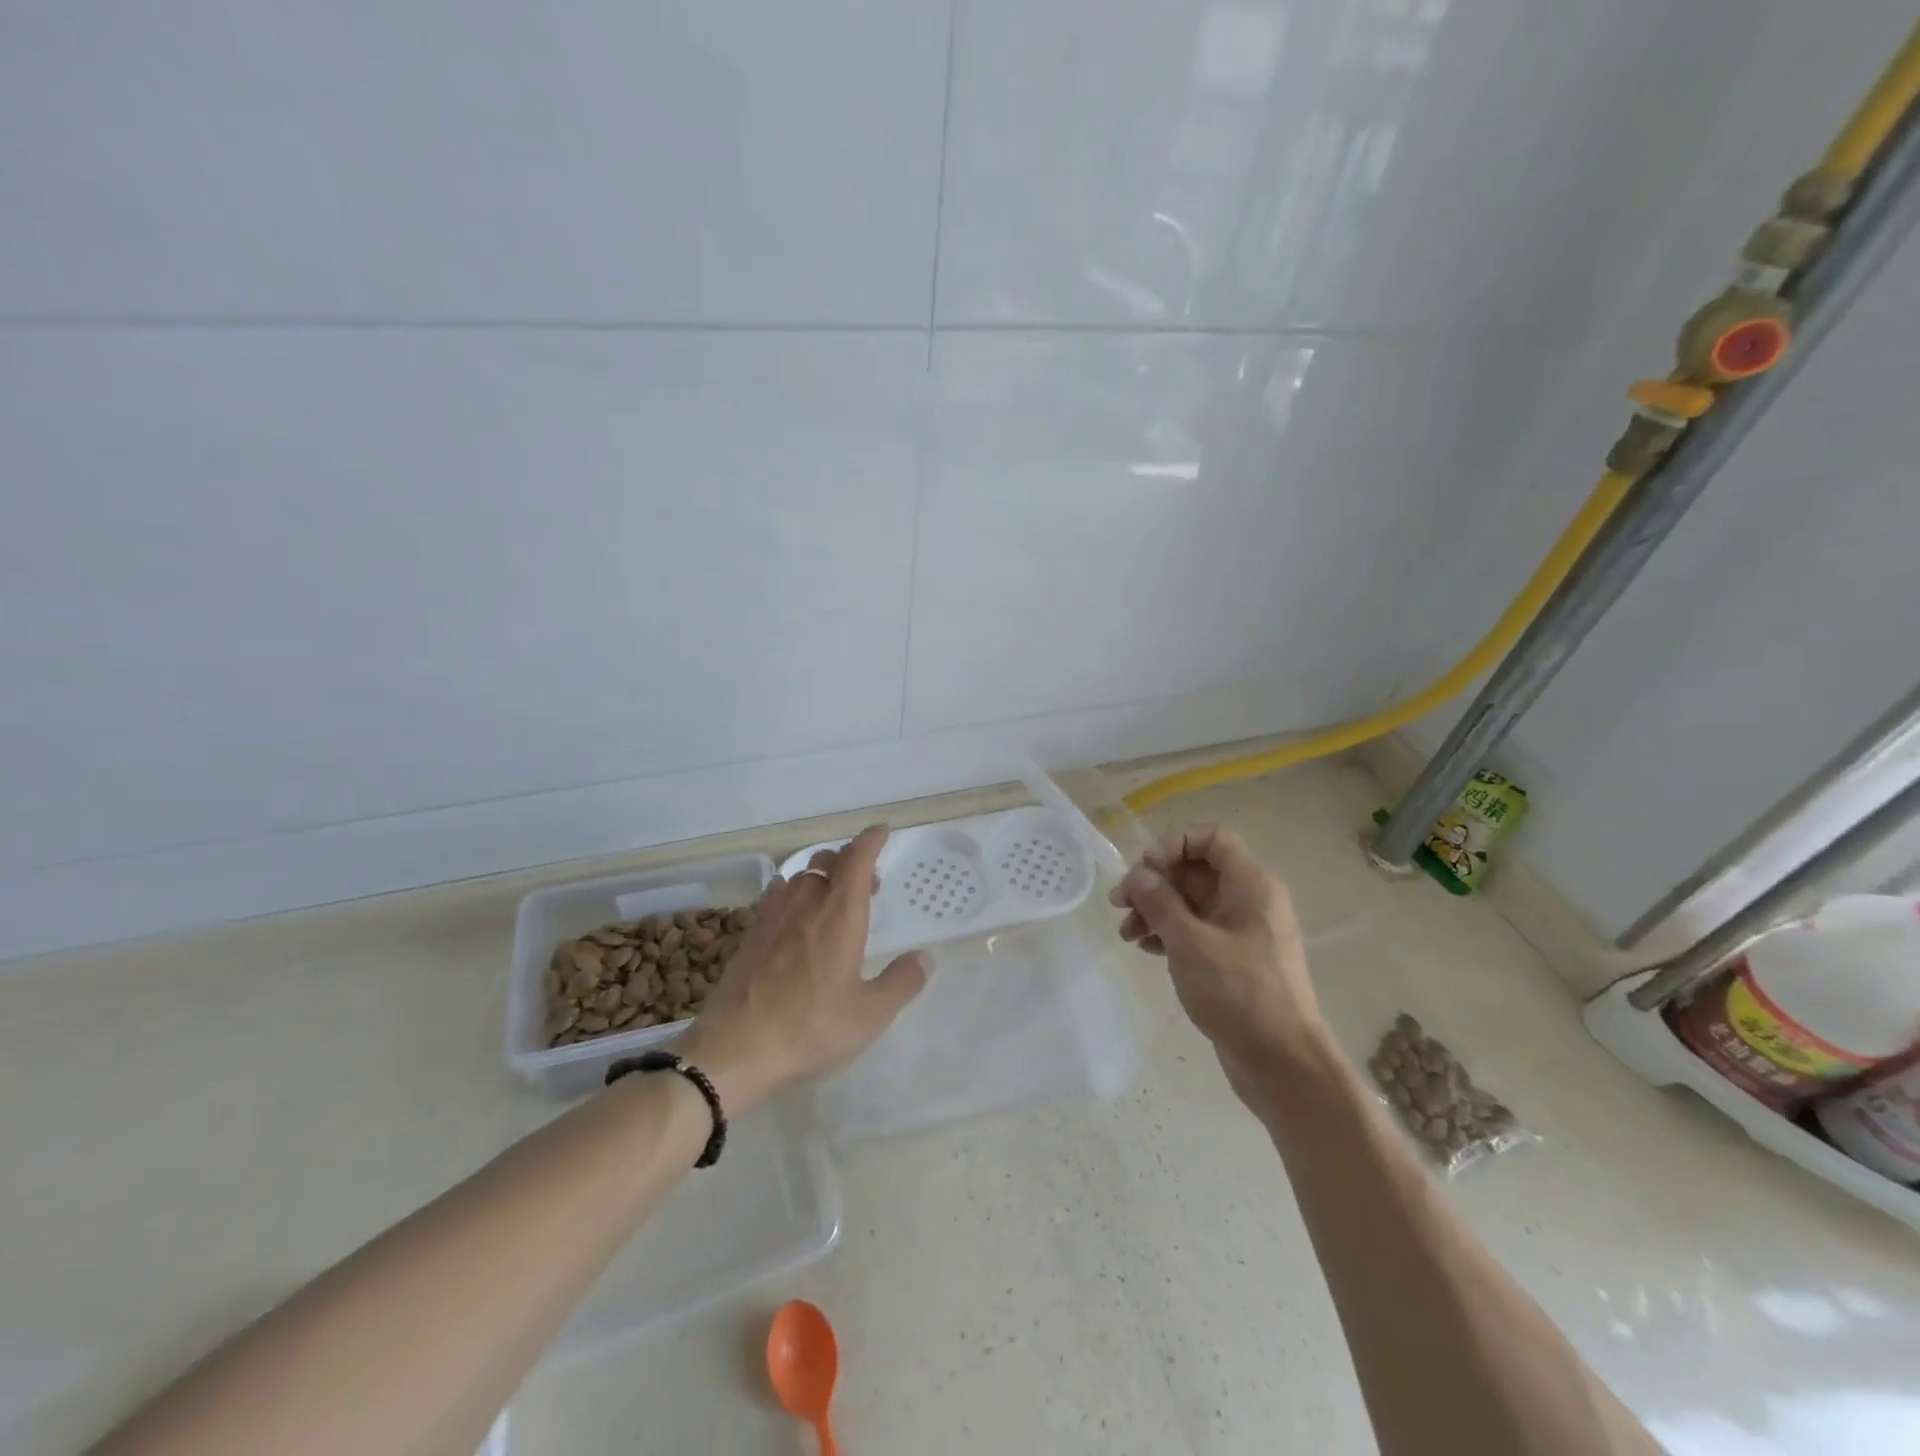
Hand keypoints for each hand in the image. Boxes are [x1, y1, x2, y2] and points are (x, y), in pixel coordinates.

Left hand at [674, 825, 928, 1113]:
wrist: (735, 1050)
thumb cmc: (811, 1028)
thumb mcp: (870, 1015)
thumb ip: (902, 982)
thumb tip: (924, 958)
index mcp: (840, 916)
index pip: (857, 860)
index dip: (870, 841)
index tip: (882, 832)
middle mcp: (806, 905)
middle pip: (826, 861)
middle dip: (849, 860)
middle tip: (868, 884)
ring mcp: (773, 918)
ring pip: (800, 875)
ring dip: (821, 875)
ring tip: (834, 898)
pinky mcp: (750, 936)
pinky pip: (775, 895)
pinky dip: (791, 891)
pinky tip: (793, 910)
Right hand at [1108, 824, 1326, 1097]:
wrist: (1282, 1062)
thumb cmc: (1239, 992)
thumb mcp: (1190, 943)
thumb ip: (1159, 902)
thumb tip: (1138, 875)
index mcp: (1251, 884)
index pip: (1211, 838)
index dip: (1173, 844)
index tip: (1145, 871)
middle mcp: (1250, 899)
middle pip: (1196, 870)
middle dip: (1155, 882)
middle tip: (1120, 904)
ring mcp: (1243, 930)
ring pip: (1192, 902)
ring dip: (1156, 910)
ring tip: (1127, 934)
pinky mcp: (1234, 958)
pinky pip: (1197, 930)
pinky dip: (1170, 933)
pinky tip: (1146, 949)